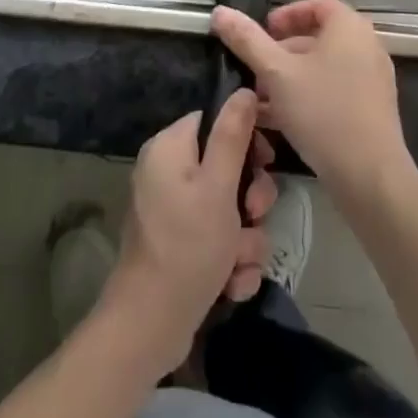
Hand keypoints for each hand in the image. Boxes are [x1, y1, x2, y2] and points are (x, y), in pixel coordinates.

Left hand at [102, 91, 276, 377]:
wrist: (150, 327)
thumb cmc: (187, 246)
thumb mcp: (217, 187)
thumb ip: (233, 136)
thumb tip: (245, 90)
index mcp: (170, 148)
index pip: (215, 121)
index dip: (246, 139)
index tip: (267, 161)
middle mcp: (168, 174)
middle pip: (228, 168)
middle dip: (250, 199)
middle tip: (252, 215)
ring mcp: (174, 212)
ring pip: (231, 210)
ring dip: (245, 239)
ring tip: (237, 263)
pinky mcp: (182, 246)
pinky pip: (221, 241)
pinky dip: (231, 262)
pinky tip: (230, 285)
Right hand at [212, 0, 417, 204]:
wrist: (369, 175)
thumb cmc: (322, 111)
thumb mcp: (276, 73)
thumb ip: (247, 40)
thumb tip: (219, 12)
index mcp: (350, 28)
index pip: (318, 5)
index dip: (288, 14)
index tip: (264, 32)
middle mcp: (367, 47)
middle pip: (319, 38)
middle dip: (282, 52)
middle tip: (255, 68)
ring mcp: (372, 81)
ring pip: (323, 69)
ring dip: (290, 78)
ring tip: (259, 98)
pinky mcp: (371, 110)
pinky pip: (334, 91)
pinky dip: (307, 97)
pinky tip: (278, 120)